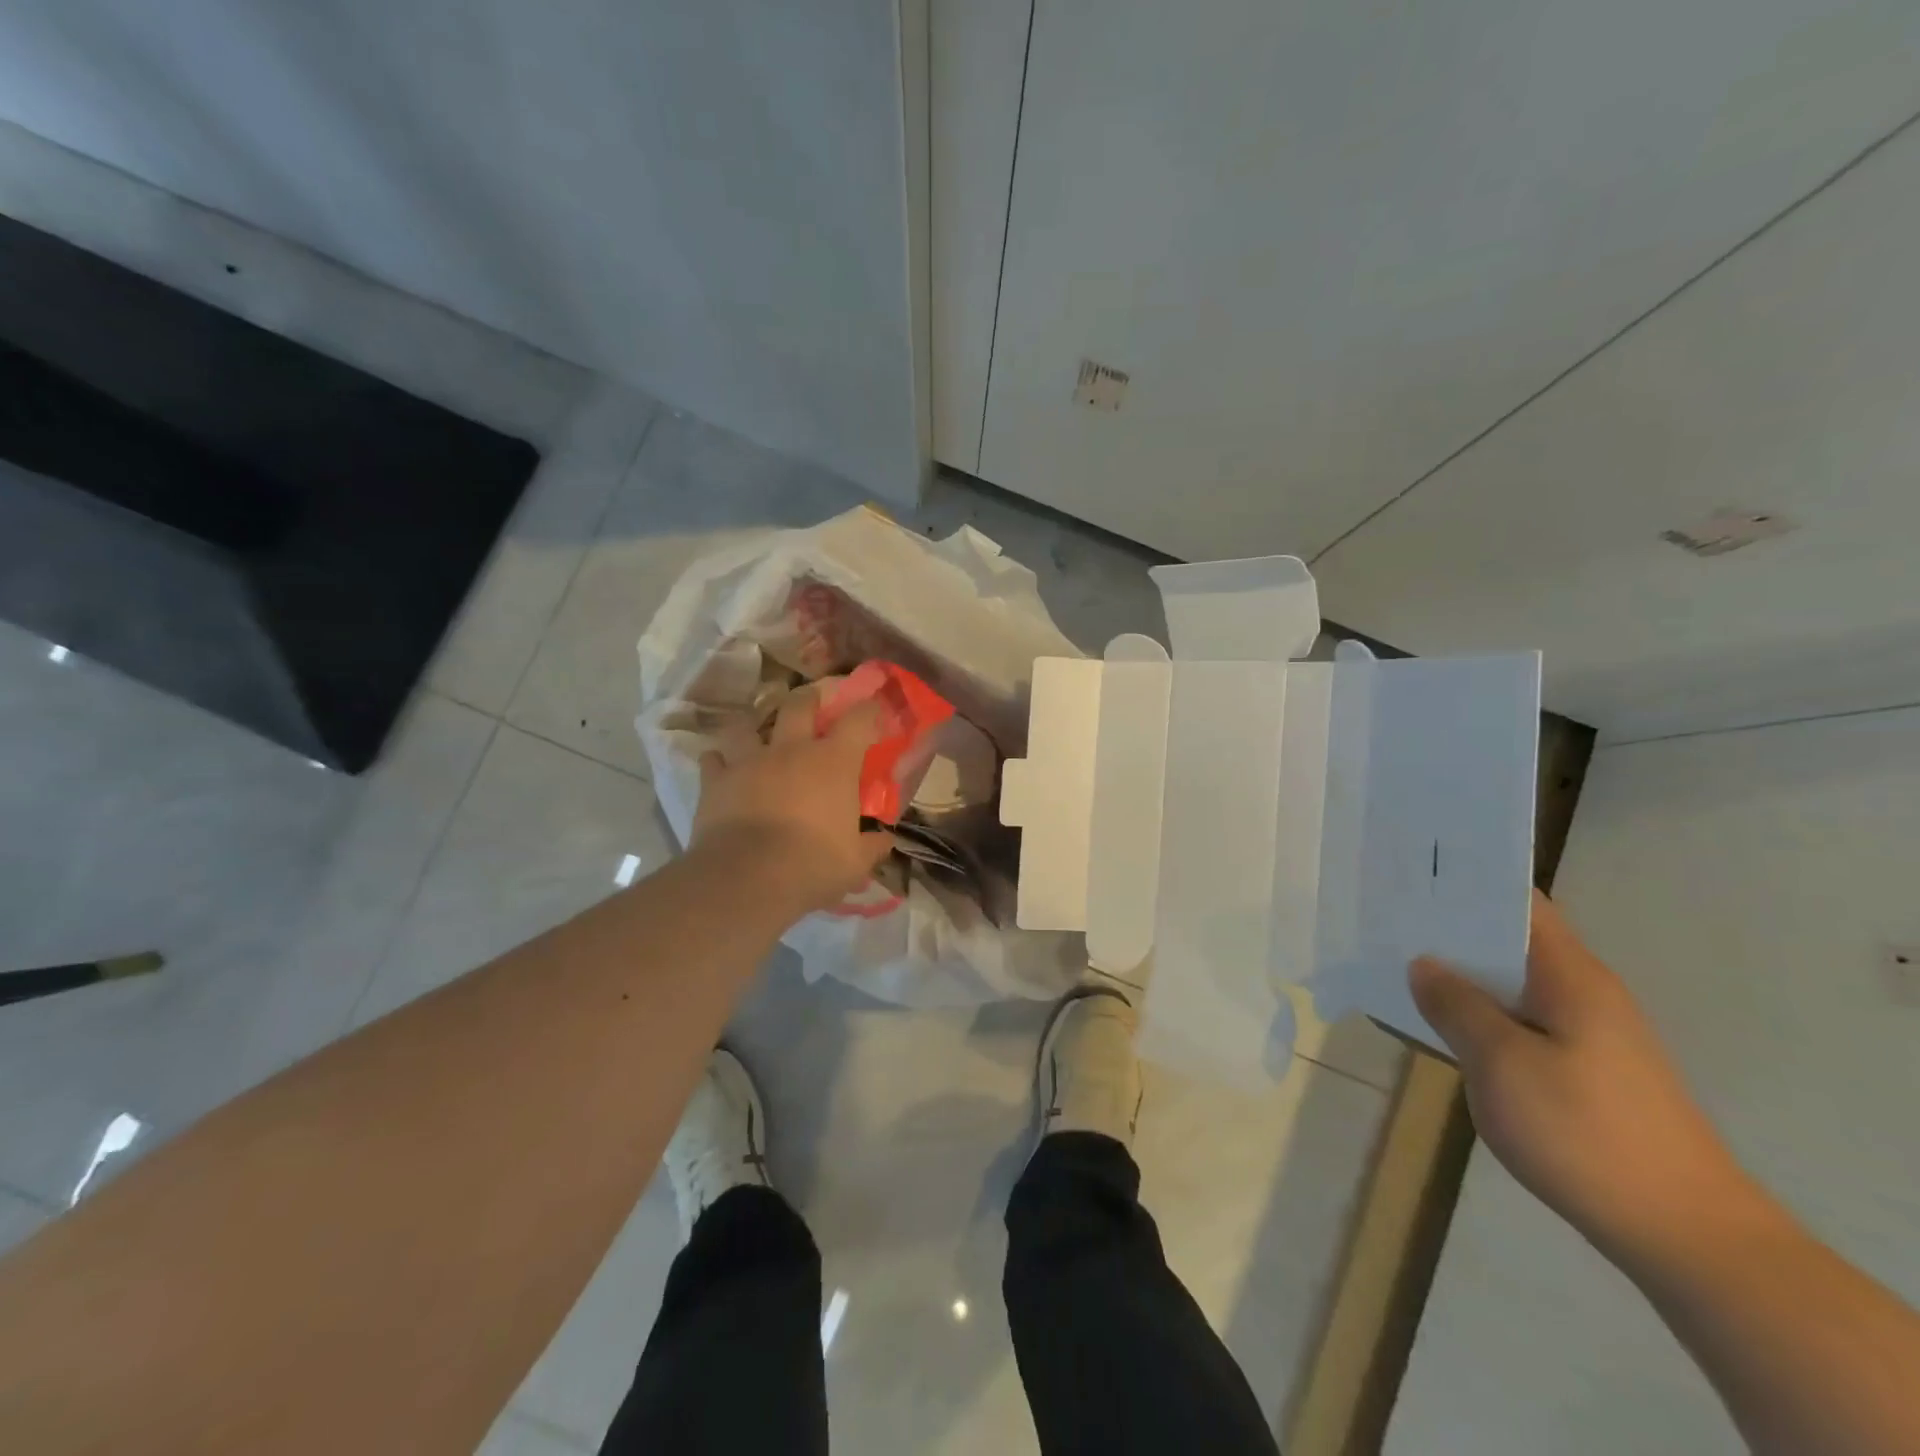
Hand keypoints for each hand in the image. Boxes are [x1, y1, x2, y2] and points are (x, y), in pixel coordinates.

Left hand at [690, 686, 894, 913]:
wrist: (748, 878)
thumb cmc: (813, 865)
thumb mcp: (854, 862)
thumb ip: (872, 846)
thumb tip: (885, 840)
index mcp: (834, 762)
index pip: (859, 720)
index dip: (869, 709)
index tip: (874, 709)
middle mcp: (792, 749)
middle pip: (800, 704)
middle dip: (809, 698)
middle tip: (813, 701)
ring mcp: (750, 761)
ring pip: (748, 724)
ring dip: (754, 725)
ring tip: (757, 732)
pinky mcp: (717, 781)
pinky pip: (713, 759)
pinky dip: (718, 760)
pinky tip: (721, 766)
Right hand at [1410, 893, 1762, 1268]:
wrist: (1685, 1236)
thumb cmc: (1585, 1132)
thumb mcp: (1501, 1063)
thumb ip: (1456, 1006)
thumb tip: (1423, 964)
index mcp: (1570, 975)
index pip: (1518, 902)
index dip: (1466, 883)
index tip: (1410, 874)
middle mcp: (1583, 992)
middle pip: (1510, 939)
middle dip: (1451, 927)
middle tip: (1386, 918)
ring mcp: (1587, 1033)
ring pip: (1511, 983)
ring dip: (1462, 973)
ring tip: (1398, 964)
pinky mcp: (1584, 1069)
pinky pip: (1520, 1020)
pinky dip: (1480, 1012)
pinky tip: (1442, 1024)